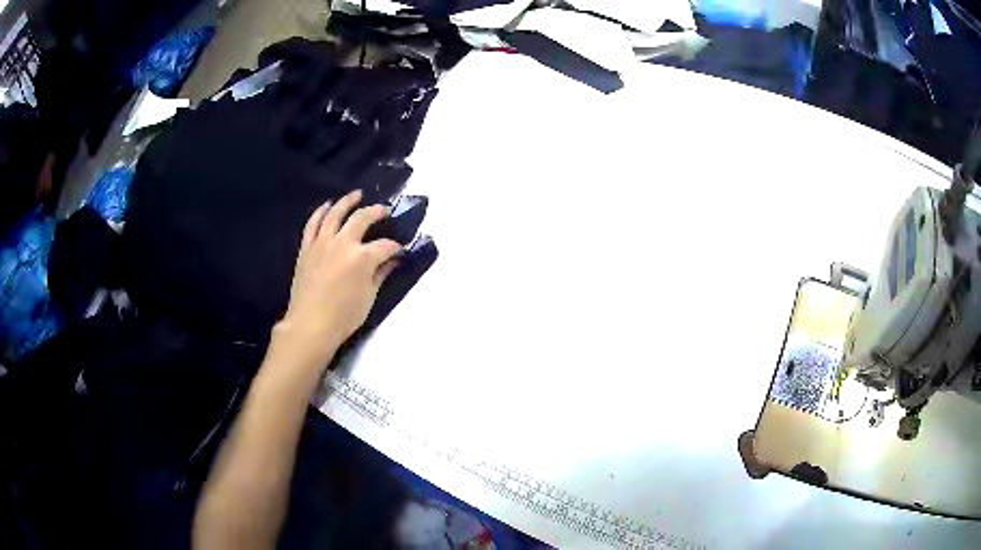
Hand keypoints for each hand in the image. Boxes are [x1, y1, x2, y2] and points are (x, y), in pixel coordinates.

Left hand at [275, 190, 401, 372]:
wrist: (310, 325)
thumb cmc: (344, 316)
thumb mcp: (369, 297)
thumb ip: (381, 274)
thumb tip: (393, 261)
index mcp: (362, 257)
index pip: (385, 245)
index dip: (395, 247)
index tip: (399, 250)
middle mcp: (343, 243)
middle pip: (362, 218)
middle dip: (376, 212)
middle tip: (384, 211)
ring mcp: (322, 242)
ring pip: (336, 213)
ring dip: (347, 201)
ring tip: (356, 194)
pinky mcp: (307, 247)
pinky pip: (313, 223)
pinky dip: (321, 212)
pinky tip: (327, 205)